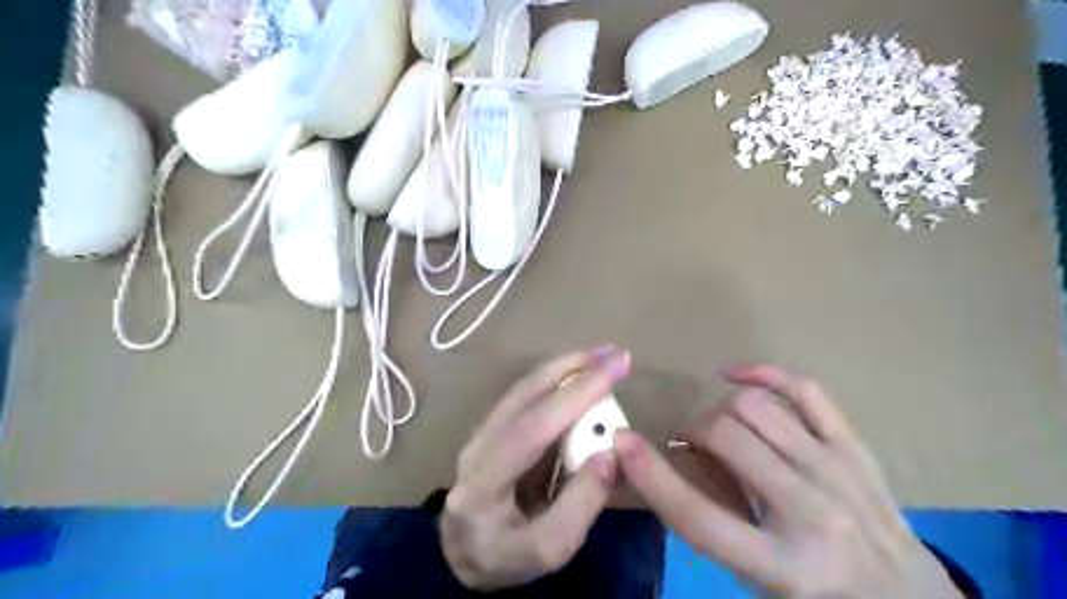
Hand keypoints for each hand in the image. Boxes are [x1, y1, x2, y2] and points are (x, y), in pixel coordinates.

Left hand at [437, 346, 626, 588]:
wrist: (464, 554)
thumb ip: (581, 504)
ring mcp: (481, 432)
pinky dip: (555, 379)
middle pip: (523, 394)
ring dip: (564, 368)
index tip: (615, 369)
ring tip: (601, 357)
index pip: (533, 427)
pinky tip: (578, 375)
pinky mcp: (493, 428)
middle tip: (613, 353)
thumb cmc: (506, 557)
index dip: (575, 395)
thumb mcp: (549, 550)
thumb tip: (609, 452)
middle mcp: (477, 445)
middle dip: (571, 367)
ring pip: (523, 388)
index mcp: (484, 481)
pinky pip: (526, 395)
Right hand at [614, 365, 963, 597]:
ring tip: (715, 427)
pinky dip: (764, 374)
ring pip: (755, 409)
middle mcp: (811, 513)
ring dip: (718, 411)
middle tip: (686, 445)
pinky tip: (736, 375)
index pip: (696, 514)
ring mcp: (838, 472)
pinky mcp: (856, 448)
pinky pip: (805, 391)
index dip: (649, 473)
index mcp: (785, 568)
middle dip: (690, 433)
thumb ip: (715, 529)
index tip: (620, 441)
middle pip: (725, 438)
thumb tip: (678, 463)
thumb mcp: (761, 588)